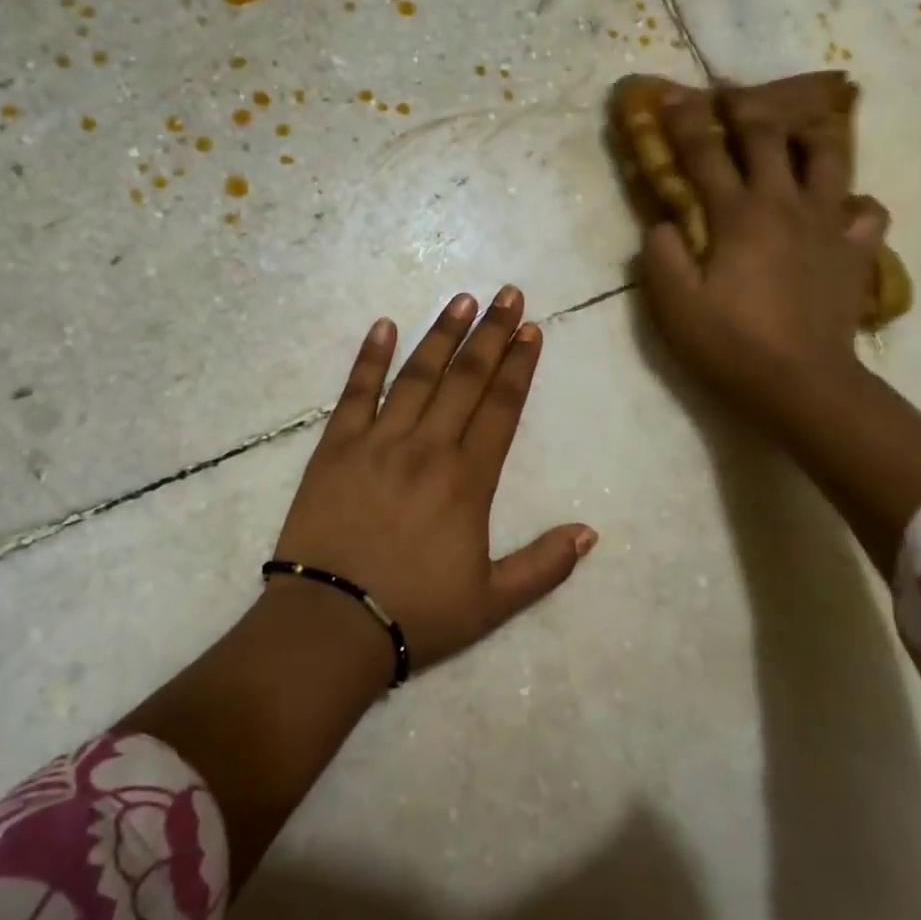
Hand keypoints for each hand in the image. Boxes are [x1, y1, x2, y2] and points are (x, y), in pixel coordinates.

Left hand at [273, 287, 596, 670]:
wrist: (330, 625)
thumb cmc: (415, 614)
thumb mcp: (493, 602)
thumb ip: (544, 566)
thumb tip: (590, 532)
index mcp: (468, 480)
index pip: (501, 408)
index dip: (519, 366)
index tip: (531, 330)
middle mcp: (427, 448)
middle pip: (466, 379)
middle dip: (490, 334)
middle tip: (508, 294)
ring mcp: (378, 443)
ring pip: (417, 376)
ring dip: (441, 335)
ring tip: (461, 300)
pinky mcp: (335, 448)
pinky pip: (355, 394)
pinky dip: (369, 359)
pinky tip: (383, 327)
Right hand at [638, 74, 889, 426]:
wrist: (801, 382)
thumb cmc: (730, 343)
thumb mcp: (673, 305)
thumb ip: (660, 255)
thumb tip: (663, 223)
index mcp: (737, 214)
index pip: (704, 154)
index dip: (684, 121)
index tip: (671, 94)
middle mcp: (784, 204)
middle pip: (768, 138)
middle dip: (745, 106)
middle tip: (731, 89)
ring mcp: (827, 224)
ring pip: (828, 158)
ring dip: (811, 133)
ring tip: (802, 123)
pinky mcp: (855, 252)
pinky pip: (867, 212)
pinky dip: (855, 202)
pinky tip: (843, 206)